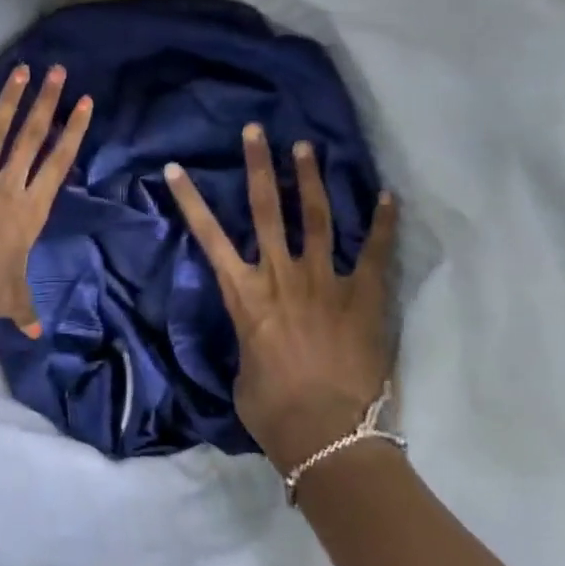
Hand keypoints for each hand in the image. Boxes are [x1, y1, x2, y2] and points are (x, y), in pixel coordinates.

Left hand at [0, 64, 93, 334]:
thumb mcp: (13, 299)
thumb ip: (27, 310)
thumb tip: (38, 334)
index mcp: (31, 209)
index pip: (58, 161)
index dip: (74, 130)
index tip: (85, 102)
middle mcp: (7, 186)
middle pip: (31, 136)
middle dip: (46, 101)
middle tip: (57, 71)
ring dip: (7, 99)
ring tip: (19, 70)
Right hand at [166, 125, 399, 473]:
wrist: (329, 434)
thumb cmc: (273, 410)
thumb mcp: (243, 372)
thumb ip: (249, 342)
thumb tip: (257, 339)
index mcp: (245, 294)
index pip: (209, 236)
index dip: (190, 200)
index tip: (177, 168)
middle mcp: (282, 275)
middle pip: (267, 209)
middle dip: (260, 166)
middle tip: (257, 131)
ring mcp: (326, 281)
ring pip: (316, 218)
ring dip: (310, 180)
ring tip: (307, 148)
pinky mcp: (365, 297)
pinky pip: (376, 252)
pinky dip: (382, 223)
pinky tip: (388, 196)